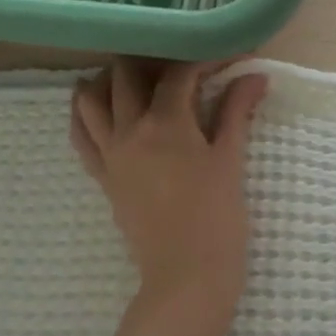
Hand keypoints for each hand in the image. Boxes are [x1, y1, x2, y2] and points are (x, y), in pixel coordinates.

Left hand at [71, 61, 268, 332]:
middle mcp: (129, 130)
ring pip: (91, 99)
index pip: (180, 73)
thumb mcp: (230, 159)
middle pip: (126, 75)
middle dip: (152, 58)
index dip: (205, 58)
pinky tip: (102, 106)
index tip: (229, 57)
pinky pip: (81, 136)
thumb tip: (255, 75)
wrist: (186, 278)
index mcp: (166, 123)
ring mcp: (110, 154)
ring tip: (138, 76)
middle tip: (181, 61)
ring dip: (111, 79)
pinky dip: (86, 113)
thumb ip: (237, 111)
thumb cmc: (218, 218)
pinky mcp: (103, 177)